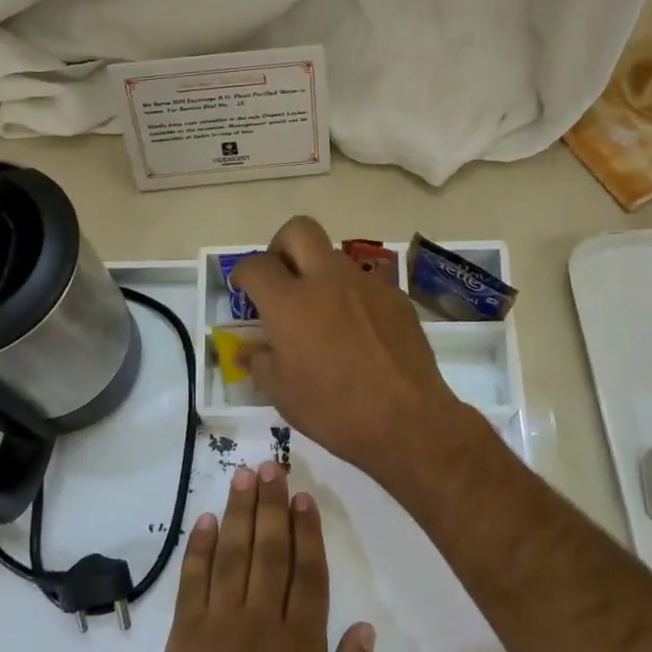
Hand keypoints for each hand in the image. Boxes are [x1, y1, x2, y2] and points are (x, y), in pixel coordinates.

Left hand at [148, 460, 374, 651]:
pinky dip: (199, 549)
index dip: (307, 532)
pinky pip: (193, 582)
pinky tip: (205, 520)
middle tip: (271, 466)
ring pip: (232, 555)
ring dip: (238, 513)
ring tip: (243, 476)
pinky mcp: (184, 636)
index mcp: (300, 645)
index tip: (303, 497)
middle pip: (269, 551)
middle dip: (271, 505)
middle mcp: (261, 622)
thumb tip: (365, 628)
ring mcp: (219, 624)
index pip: (307, 574)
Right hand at [227, 217, 482, 485]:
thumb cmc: (334, 410)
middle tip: (281, 278)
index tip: (244, 290)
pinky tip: (357, 331)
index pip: (256, 265)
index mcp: (289, 303)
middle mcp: (327, 280)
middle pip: (299, 230)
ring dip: (319, 272)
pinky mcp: (396, 297)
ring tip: (321, 312)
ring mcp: (366, 284)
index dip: (243, 274)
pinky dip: (352, 296)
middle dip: (282, 246)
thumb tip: (248, 350)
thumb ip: (259, 362)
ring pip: (334, 256)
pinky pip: (365, 283)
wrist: (407, 420)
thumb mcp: (282, 393)